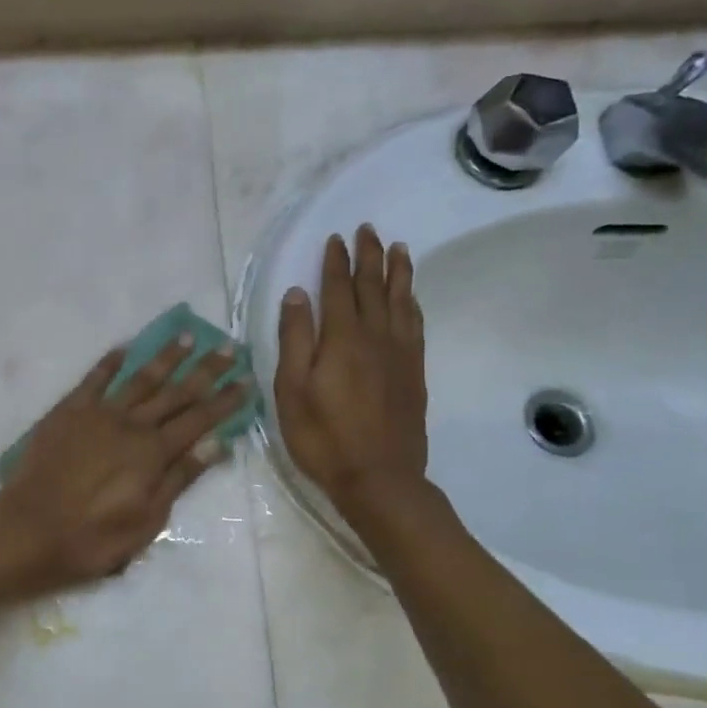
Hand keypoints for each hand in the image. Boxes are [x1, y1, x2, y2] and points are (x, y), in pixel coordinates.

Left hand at [0, 335, 250, 593]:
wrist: (30, 530)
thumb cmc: (93, 537)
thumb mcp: (147, 520)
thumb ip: (180, 477)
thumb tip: (216, 443)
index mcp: (153, 452)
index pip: (199, 419)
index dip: (225, 400)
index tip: (247, 380)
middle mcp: (130, 424)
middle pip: (175, 392)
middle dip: (205, 369)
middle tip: (228, 347)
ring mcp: (98, 414)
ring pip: (139, 378)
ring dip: (165, 357)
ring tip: (186, 336)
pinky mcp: (68, 411)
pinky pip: (93, 379)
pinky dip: (110, 362)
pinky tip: (124, 348)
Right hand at [275, 226, 427, 520]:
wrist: (378, 478)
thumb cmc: (322, 436)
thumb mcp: (291, 390)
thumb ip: (295, 339)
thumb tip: (296, 294)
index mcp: (342, 339)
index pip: (339, 289)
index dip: (336, 262)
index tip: (336, 238)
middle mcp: (375, 337)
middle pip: (373, 287)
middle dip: (369, 256)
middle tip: (368, 229)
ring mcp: (400, 354)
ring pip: (400, 301)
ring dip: (398, 272)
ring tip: (399, 248)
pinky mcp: (413, 372)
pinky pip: (415, 325)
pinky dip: (411, 303)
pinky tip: (410, 298)